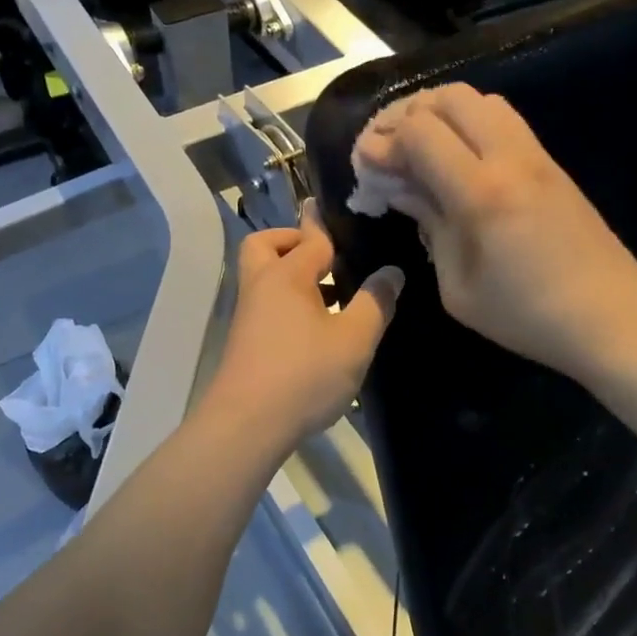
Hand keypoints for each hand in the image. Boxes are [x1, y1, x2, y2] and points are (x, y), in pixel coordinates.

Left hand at [198, 206, 402, 454]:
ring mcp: (248, 315)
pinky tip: (317, 329)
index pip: (311, 237)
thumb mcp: (354, 339)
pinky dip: (288, 303)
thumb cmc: (304, 375)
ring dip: (293, 276)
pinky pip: (267, 305)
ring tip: (333, 294)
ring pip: (266, 278)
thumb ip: (375, 302)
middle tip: (326, 257)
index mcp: (286, 275)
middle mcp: (261, 286)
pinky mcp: (245, 342)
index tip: (343, 210)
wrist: (245, 425)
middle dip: (293, 242)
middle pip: (265, 246)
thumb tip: (391, 272)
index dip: (329, 225)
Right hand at [354, 83, 636, 381]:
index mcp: (481, 193)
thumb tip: (402, 189)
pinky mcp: (553, 164)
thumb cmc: (526, 316)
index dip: (383, 141)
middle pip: (450, 98)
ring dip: (442, 113)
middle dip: (408, 114)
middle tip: (389, 148)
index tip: (366, 165)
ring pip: (482, 100)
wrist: (611, 317)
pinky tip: (458, 159)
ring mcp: (537, 156)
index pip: (420, 132)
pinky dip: (471, 124)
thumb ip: (430, 227)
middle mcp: (510, 159)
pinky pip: (505, 121)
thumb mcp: (458, 287)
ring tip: (421, 148)